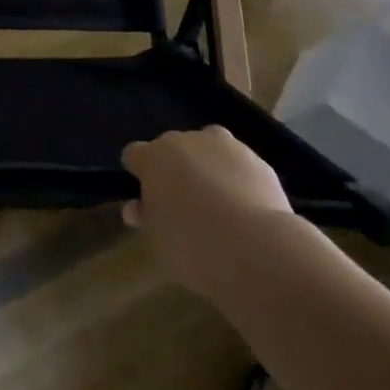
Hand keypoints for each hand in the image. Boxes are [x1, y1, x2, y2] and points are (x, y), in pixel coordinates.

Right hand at [122, 127, 292, 298]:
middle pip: (172, 148)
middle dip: (174, 169)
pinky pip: (237, 163)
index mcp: (154, 157)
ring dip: (205, 165)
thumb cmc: (194, 246)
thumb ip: (147, 216)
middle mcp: (184, 141)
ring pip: (206, 147)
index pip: (134, 154)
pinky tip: (246, 207)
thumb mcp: (158, 238)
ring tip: (217, 202)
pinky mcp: (254, 158)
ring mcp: (221, 145)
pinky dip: (236, 177)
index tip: (145, 199)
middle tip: (183, 205)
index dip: (138, 174)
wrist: (255, 247)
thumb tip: (136, 207)